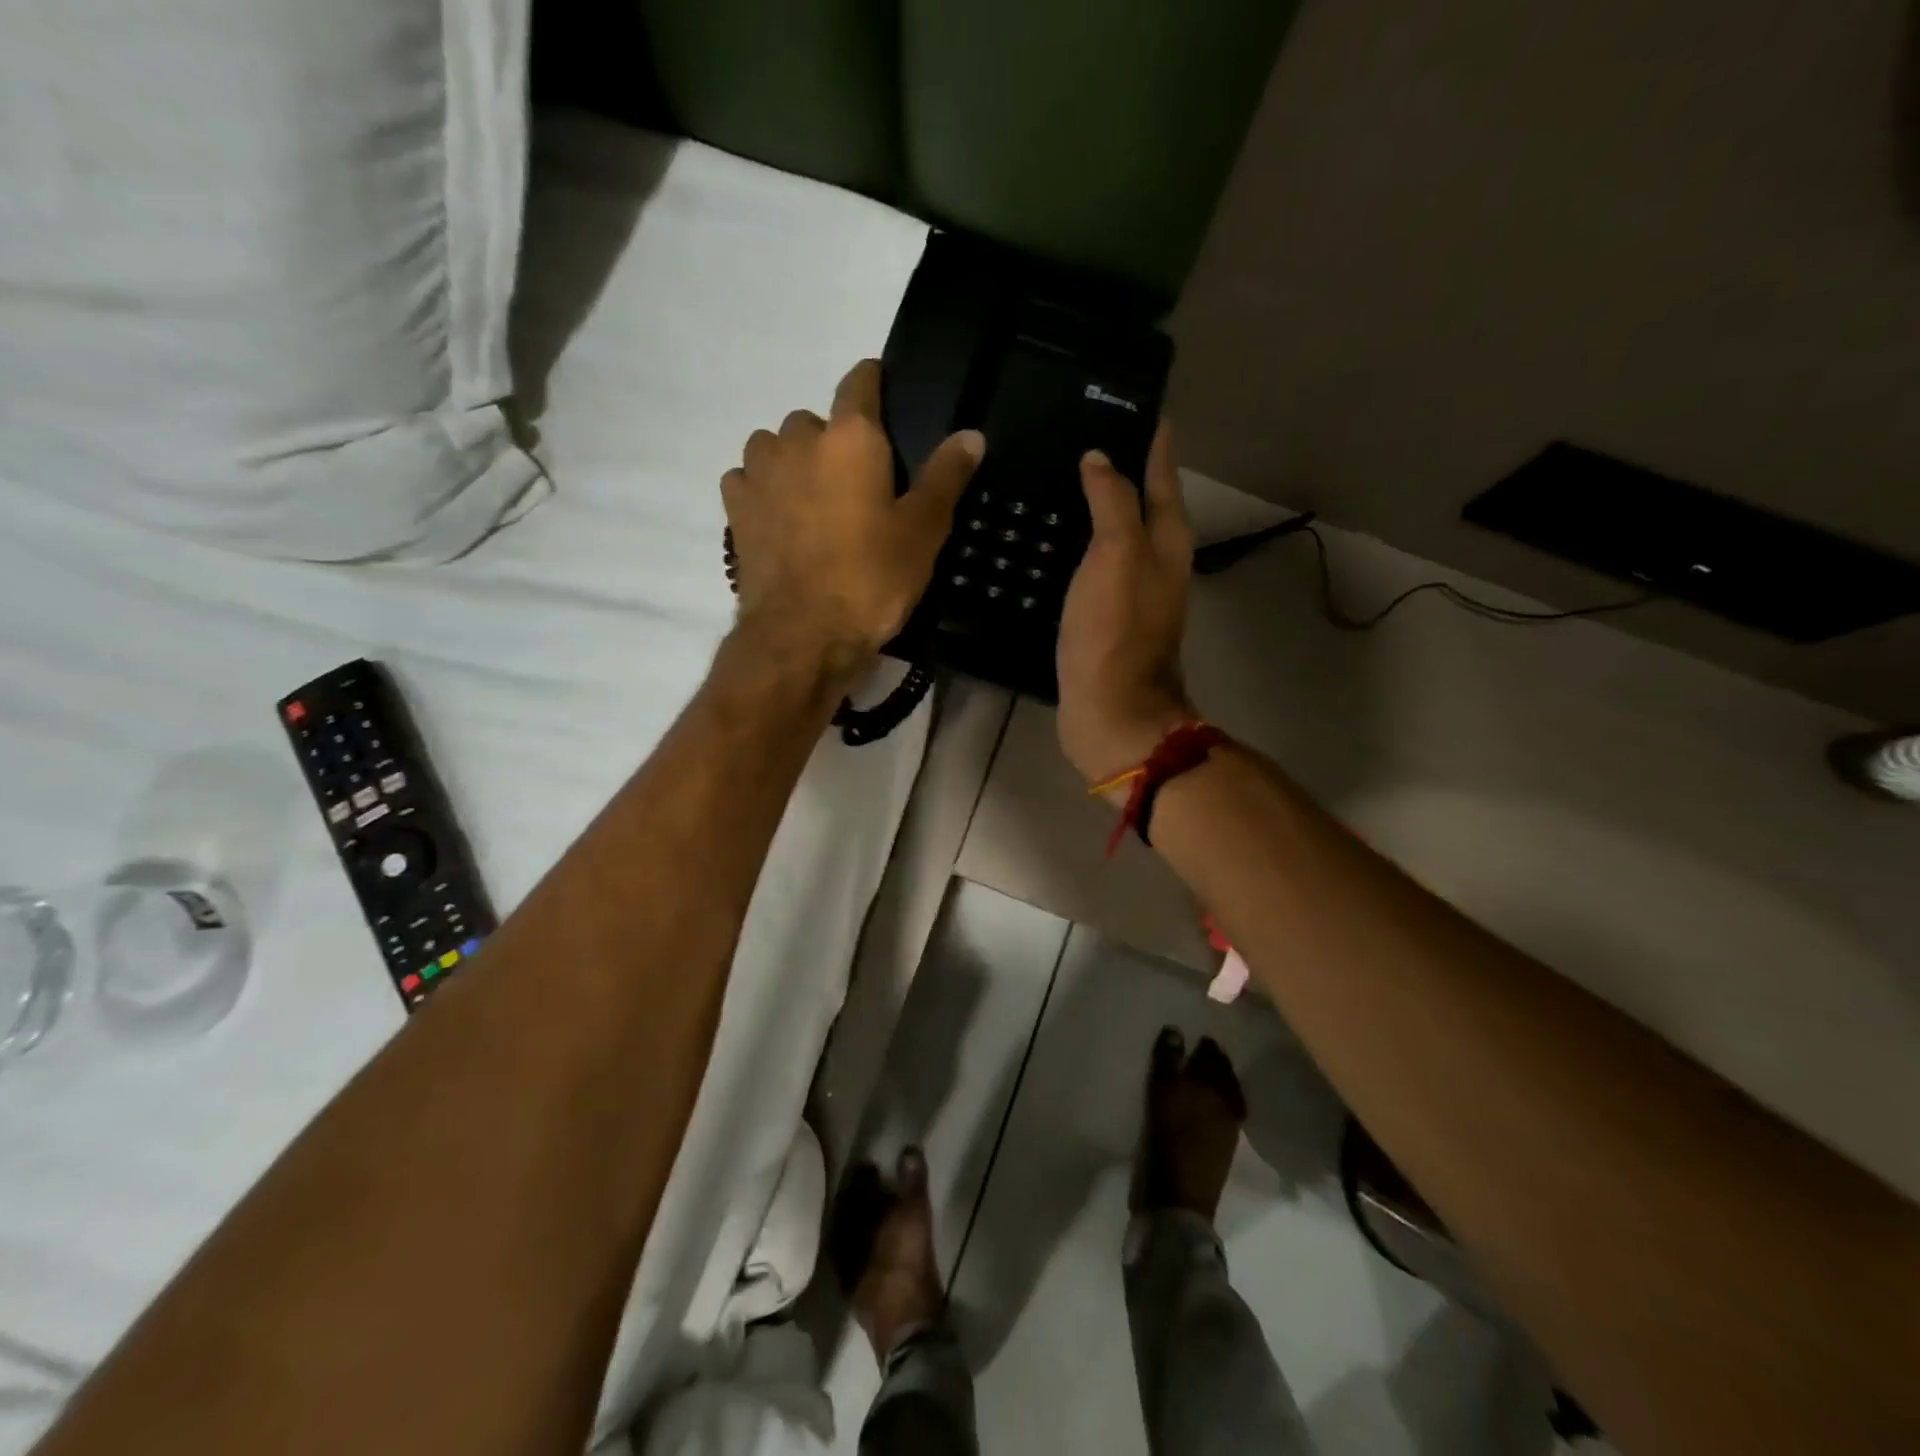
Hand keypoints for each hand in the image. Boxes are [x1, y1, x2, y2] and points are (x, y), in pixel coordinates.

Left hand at [722, 359, 984, 676]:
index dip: (875, 383)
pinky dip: (763, 489)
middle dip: (835, 441)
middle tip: (856, 486)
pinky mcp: (735, 508)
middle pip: (817, 420)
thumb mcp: (922, 531)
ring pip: (776, 446)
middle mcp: (798, 439)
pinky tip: (779, 519)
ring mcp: (759, 472)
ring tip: (813, 502)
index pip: (861, 380)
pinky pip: (747, 479)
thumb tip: (972, 434)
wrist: (803, 634)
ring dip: (793, 461)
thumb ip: (945, 476)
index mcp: (850, 437)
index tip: (885, 397)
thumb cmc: (872, 579)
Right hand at [1056, 421, 1195, 785]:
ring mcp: (1131, 596)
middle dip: (1126, 473)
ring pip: (1118, 538)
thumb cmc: (1115, 632)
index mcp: (1166, 544)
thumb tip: (1099, 460)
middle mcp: (1156, 566)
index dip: (1155, 447)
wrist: (1110, 712)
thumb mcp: (1117, 555)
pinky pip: (1094, 569)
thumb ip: (1111, 502)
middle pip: (1144, 507)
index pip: (1162, 479)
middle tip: (1090, 441)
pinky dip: (1080, 549)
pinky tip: (1054, 544)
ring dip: (1100, 511)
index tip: (1146, 412)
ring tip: (1066, 484)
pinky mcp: (1104, 621)